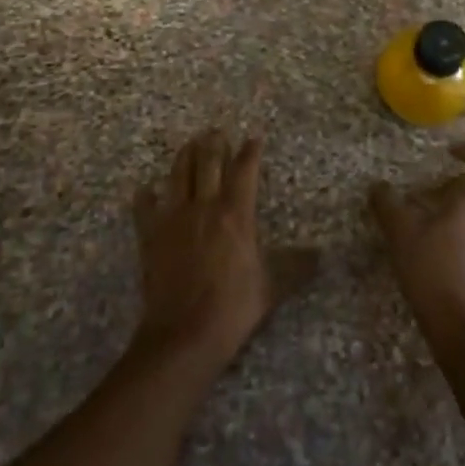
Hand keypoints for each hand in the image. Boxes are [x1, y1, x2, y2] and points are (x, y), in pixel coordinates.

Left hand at [132, 130, 314, 370]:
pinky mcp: (150, 236)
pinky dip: (146, 195)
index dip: (250, 151)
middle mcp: (204, 206)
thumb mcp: (272, 286)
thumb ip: (295, 266)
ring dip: (184, 156)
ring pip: (177, 175)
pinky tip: (146, 189)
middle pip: (207, 162)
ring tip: (189, 144)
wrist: (184, 334)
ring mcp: (173, 219)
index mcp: (236, 213)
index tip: (254, 137)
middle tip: (216, 131)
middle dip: (214, 143)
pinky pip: (144, 207)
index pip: (244, 170)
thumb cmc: (233, 307)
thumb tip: (320, 255)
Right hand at [369, 142, 464, 343]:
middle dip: (457, 182)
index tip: (448, 152)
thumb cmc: (432, 268)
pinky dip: (455, 227)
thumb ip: (387, 203)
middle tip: (429, 189)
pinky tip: (427, 243)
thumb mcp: (400, 231)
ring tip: (422, 216)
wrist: (459, 324)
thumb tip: (378, 186)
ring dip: (454, 205)